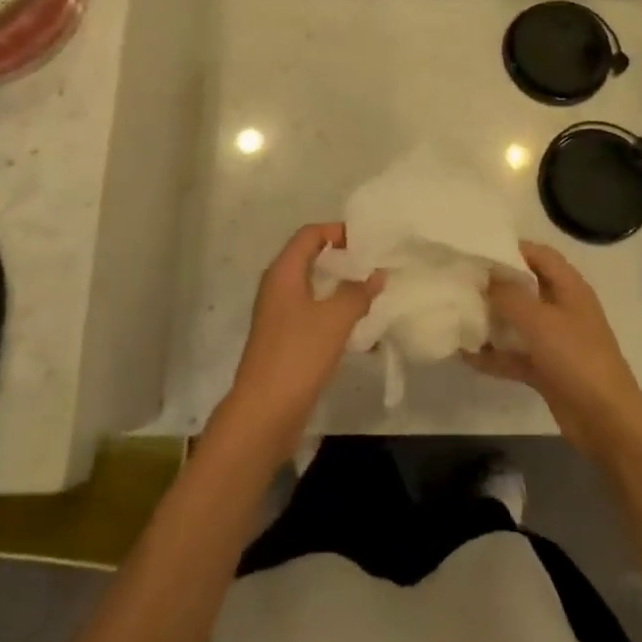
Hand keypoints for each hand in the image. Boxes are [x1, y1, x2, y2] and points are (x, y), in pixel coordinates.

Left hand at [218, 223, 382, 461]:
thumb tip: (376, 274)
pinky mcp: (285, 340)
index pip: (309, 235)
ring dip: (340, 288)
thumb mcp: (335, 319)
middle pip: (310, 259)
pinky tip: (358, 326)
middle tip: (374, 263)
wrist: (265, 411)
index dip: (336, 231)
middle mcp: (277, 288)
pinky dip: (334, 313)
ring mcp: (279, 316)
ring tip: (372, 292)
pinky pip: (313, 314)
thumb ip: (357, 293)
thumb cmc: (298, 355)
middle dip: (342, 259)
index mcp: (283, 273)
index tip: (367, 239)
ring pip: (313, 289)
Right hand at [466, 242, 641, 460]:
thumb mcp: (540, 321)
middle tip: (460, 281)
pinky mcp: (546, 369)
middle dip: (495, 284)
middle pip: (525, 287)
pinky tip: (465, 355)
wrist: (606, 420)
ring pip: (517, 322)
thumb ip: (509, 295)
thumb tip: (486, 277)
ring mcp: (554, 341)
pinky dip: (493, 355)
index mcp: (569, 288)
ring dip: (491, 320)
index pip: (539, 255)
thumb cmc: (576, 359)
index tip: (477, 250)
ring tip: (457, 313)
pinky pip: (514, 355)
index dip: (511, 248)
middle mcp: (562, 309)